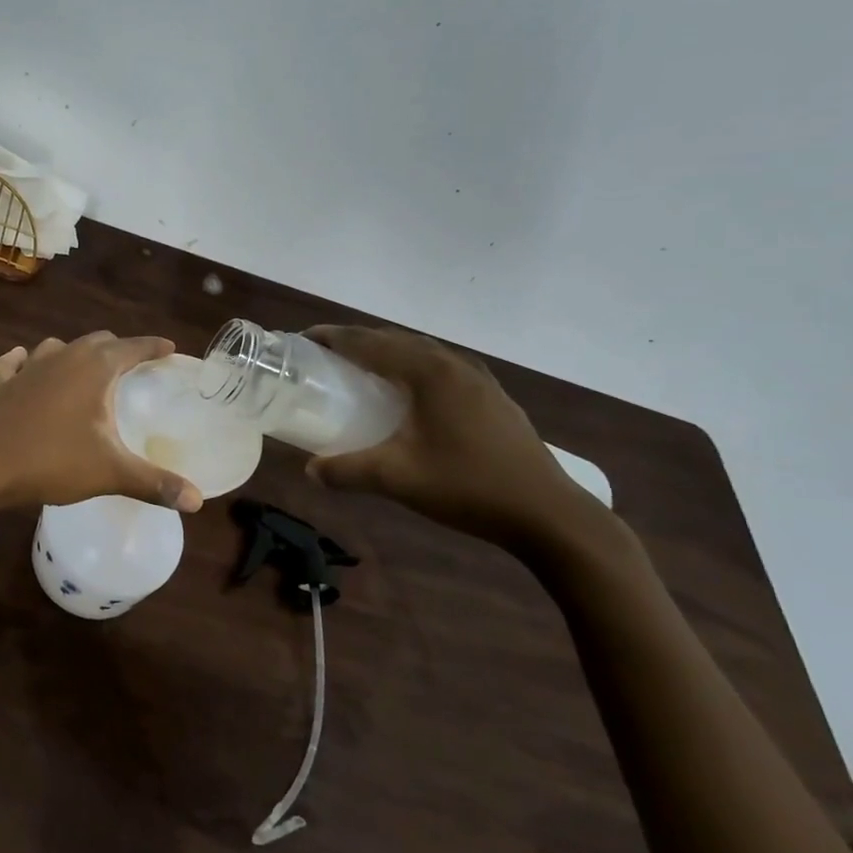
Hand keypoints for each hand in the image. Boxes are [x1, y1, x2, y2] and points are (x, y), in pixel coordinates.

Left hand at [0, 332, 203, 513]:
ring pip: (56, 347)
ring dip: (73, 354)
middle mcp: (63, 357)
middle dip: (118, 349)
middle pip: (97, 341)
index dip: (153, 347)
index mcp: (94, 368)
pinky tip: (23, 363)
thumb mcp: (111, 473)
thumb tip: (197, 501)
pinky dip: (22, 361)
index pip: (132, 347)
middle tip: (132, 367)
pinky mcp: (0, 383)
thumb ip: (155, 483)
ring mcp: (27, 367)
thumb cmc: (53, 462)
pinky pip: (13, 363)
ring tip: (84, 370)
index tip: (169, 349)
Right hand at [303, 325, 611, 554]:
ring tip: (361, 368)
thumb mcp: (397, 479)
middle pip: (396, 339)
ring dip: (387, 352)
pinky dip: (412, 368)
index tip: (304, 338)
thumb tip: (311, 471)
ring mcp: (478, 379)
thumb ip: (347, 470)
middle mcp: (453, 364)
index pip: (370, 342)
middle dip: (358, 341)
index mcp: (429, 372)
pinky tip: (407, 394)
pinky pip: (440, 367)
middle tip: (325, 354)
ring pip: (421, 351)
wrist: (549, 514)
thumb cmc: (468, 486)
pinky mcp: (492, 397)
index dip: (334, 337)